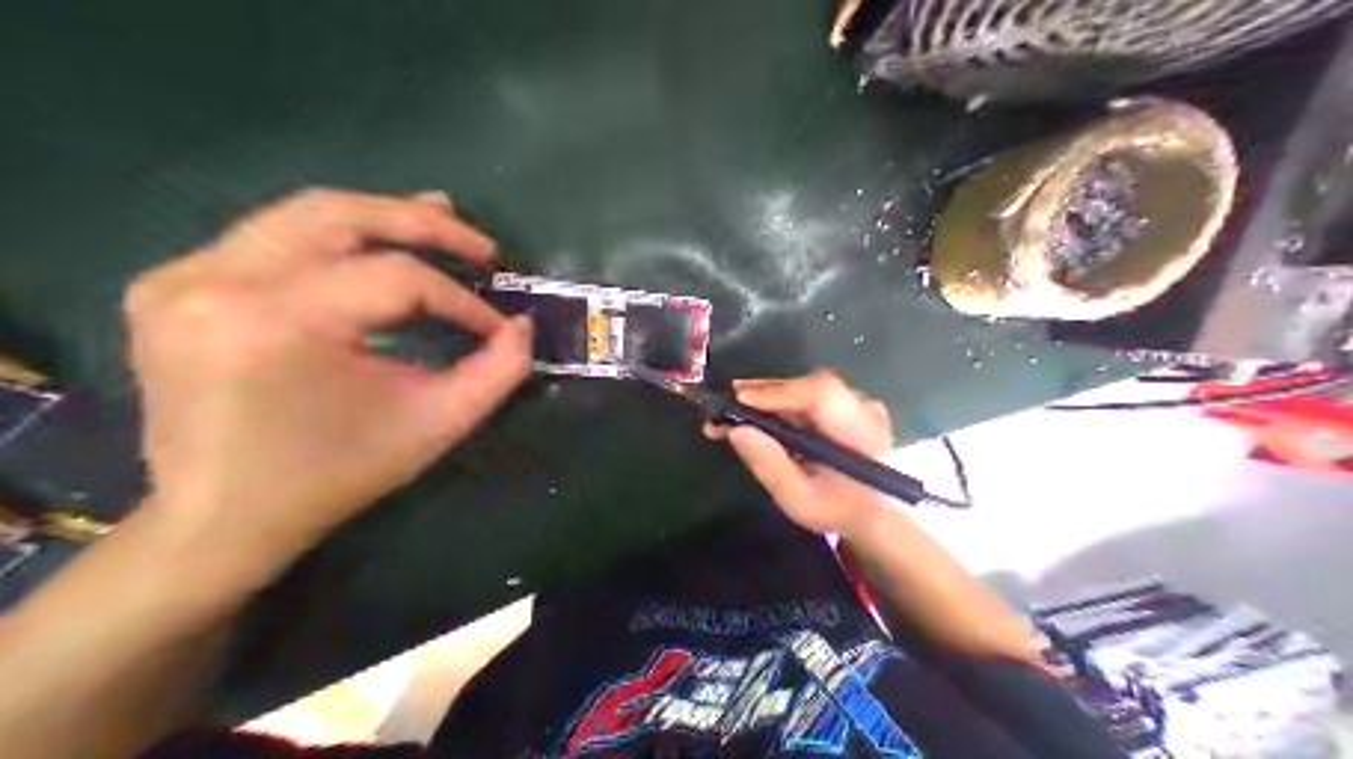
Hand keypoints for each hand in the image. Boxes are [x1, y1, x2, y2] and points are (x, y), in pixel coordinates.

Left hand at [123, 188, 531, 569]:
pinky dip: (331, 238)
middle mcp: (217, 281)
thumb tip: (522, 326)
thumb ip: (496, 374)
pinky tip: (369, 248)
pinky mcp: (170, 283)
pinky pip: (268, 238)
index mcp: (278, 323)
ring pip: (303, 214)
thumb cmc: (333, 477)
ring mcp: (182, 277)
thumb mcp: (432, 426)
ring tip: (438, 219)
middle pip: (341, 215)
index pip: (396, 279)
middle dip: (423, 223)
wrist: (220, 518)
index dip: (459, 300)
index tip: (495, 328)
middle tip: (480, 245)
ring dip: (380, 217)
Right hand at [704, 371, 894, 537]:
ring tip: (739, 405)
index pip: (820, 395)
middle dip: (768, 392)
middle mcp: (864, 409)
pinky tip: (764, 412)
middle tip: (729, 399)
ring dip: (774, 397)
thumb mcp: (799, 499)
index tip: (740, 399)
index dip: (778, 392)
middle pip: (812, 387)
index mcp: (859, 433)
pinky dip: (788, 403)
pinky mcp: (853, 408)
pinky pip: (816, 398)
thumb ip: (769, 464)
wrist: (883, 518)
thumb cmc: (840, 512)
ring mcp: (861, 406)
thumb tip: (737, 430)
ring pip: (811, 390)